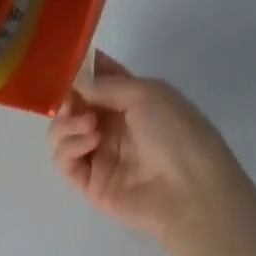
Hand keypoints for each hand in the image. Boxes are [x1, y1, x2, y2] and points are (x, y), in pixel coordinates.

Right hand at [48, 53, 251, 243]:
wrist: (193, 193)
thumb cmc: (177, 133)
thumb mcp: (147, 93)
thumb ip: (106, 84)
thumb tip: (74, 83)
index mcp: (131, 101)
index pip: (97, 79)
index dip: (79, 69)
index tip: (61, 63)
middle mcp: (112, 126)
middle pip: (73, 104)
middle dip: (66, 96)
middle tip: (70, 98)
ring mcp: (99, 155)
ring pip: (61, 131)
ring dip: (67, 121)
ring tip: (89, 124)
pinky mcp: (90, 183)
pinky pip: (63, 159)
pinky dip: (68, 146)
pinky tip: (91, 142)